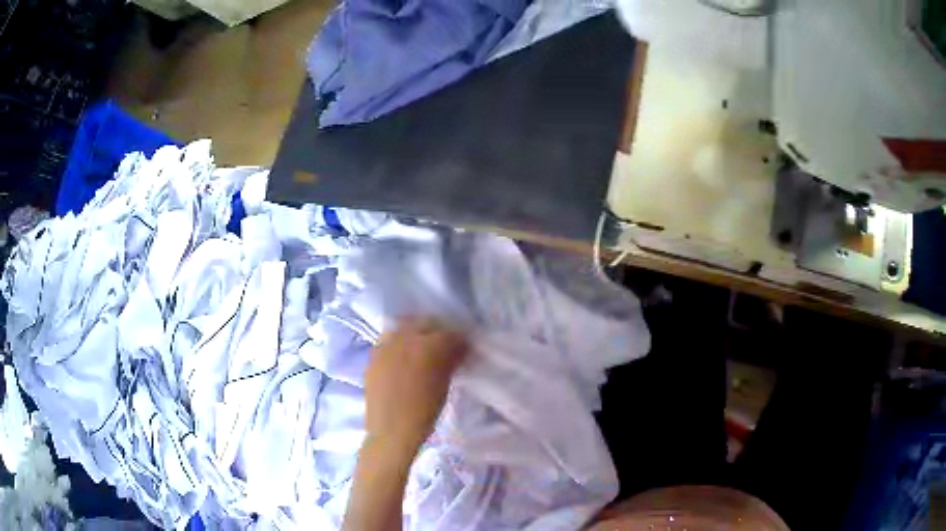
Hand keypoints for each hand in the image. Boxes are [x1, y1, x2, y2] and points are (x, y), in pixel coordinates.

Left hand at [365, 317, 467, 454]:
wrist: (391, 431)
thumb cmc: (424, 412)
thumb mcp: (444, 385)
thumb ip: (450, 361)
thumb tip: (457, 349)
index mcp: (429, 347)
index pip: (449, 334)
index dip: (458, 340)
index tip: (462, 348)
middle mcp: (405, 339)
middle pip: (424, 323)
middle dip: (436, 331)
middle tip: (443, 345)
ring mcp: (386, 345)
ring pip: (403, 328)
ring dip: (414, 333)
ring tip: (420, 349)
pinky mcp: (373, 356)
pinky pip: (389, 340)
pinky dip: (398, 343)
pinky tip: (402, 357)